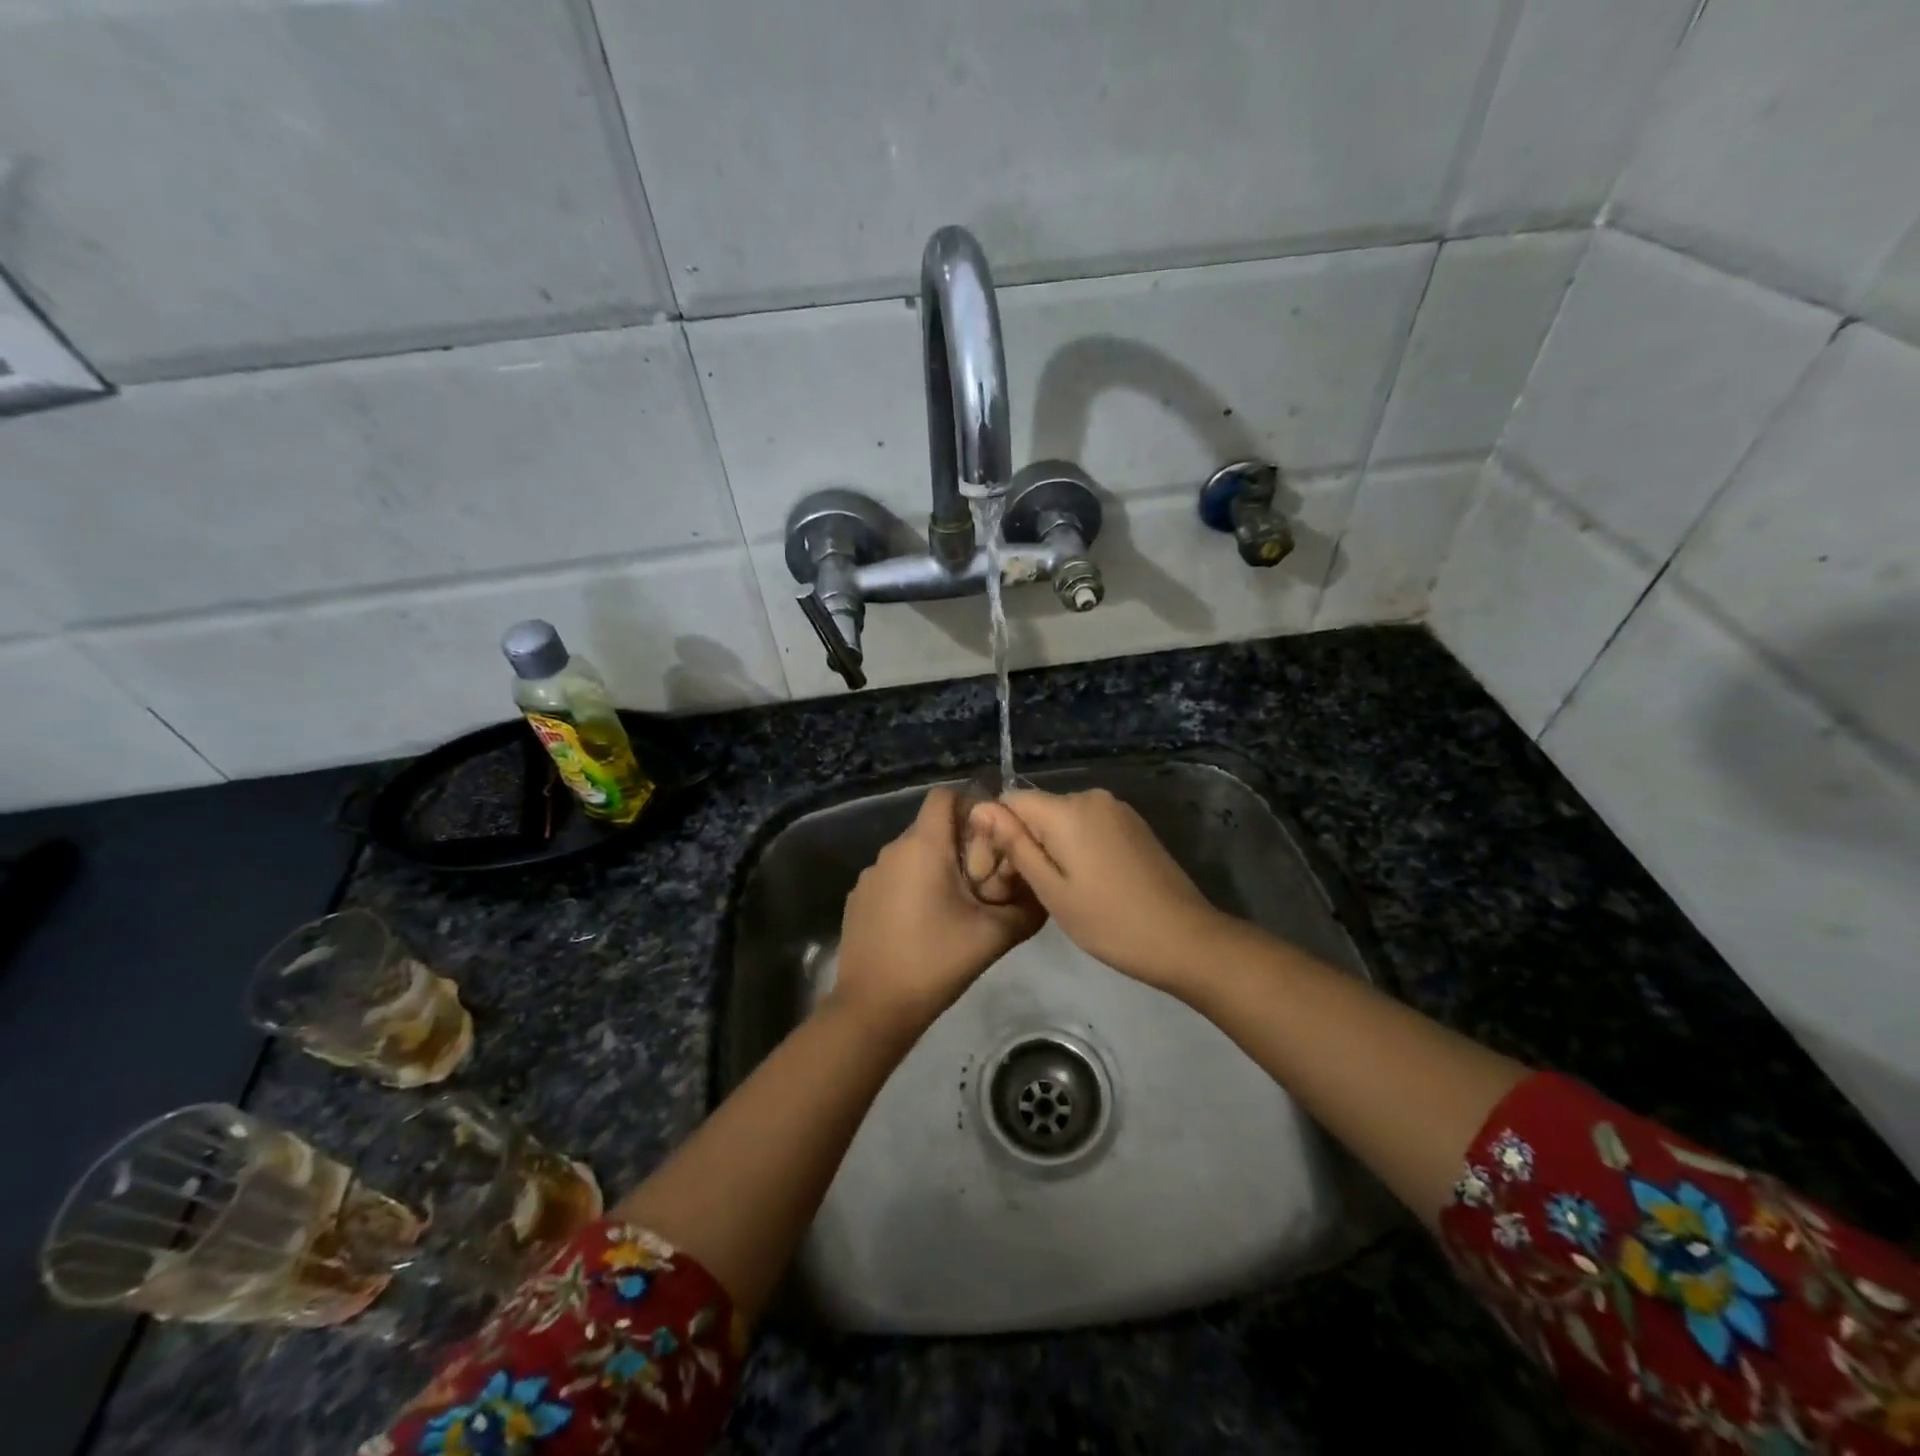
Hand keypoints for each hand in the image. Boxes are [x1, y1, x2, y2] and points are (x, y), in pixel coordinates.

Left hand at [831, 787, 1044, 1034]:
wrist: (874, 1008)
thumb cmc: (936, 962)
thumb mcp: (993, 935)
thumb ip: (1026, 907)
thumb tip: (1044, 890)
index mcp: (923, 846)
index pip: (944, 796)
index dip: (971, 807)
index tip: (992, 841)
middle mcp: (892, 850)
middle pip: (931, 827)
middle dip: (959, 845)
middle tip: (983, 883)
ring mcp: (870, 875)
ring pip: (912, 855)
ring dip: (935, 869)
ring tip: (954, 909)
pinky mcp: (858, 899)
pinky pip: (893, 878)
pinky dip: (911, 888)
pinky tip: (922, 926)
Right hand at [970, 788, 1238, 995]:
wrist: (1185, 939)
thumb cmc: (1109, 922)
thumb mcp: (1051, 890)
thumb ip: (1015, 845)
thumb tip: (980, 808)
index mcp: (1067, 809)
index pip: (1010, 802)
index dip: (995, 834)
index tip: (999, 875)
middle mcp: (1091, 797)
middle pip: (1037, 810)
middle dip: (1023, 842)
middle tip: (1024, 891)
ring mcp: (1117, 809)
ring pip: (1062, 820)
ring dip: (1050, 847)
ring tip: (1056, 892)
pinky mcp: (1133, 825)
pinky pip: (1088, 826)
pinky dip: (1076, 847)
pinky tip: (1084, 883)